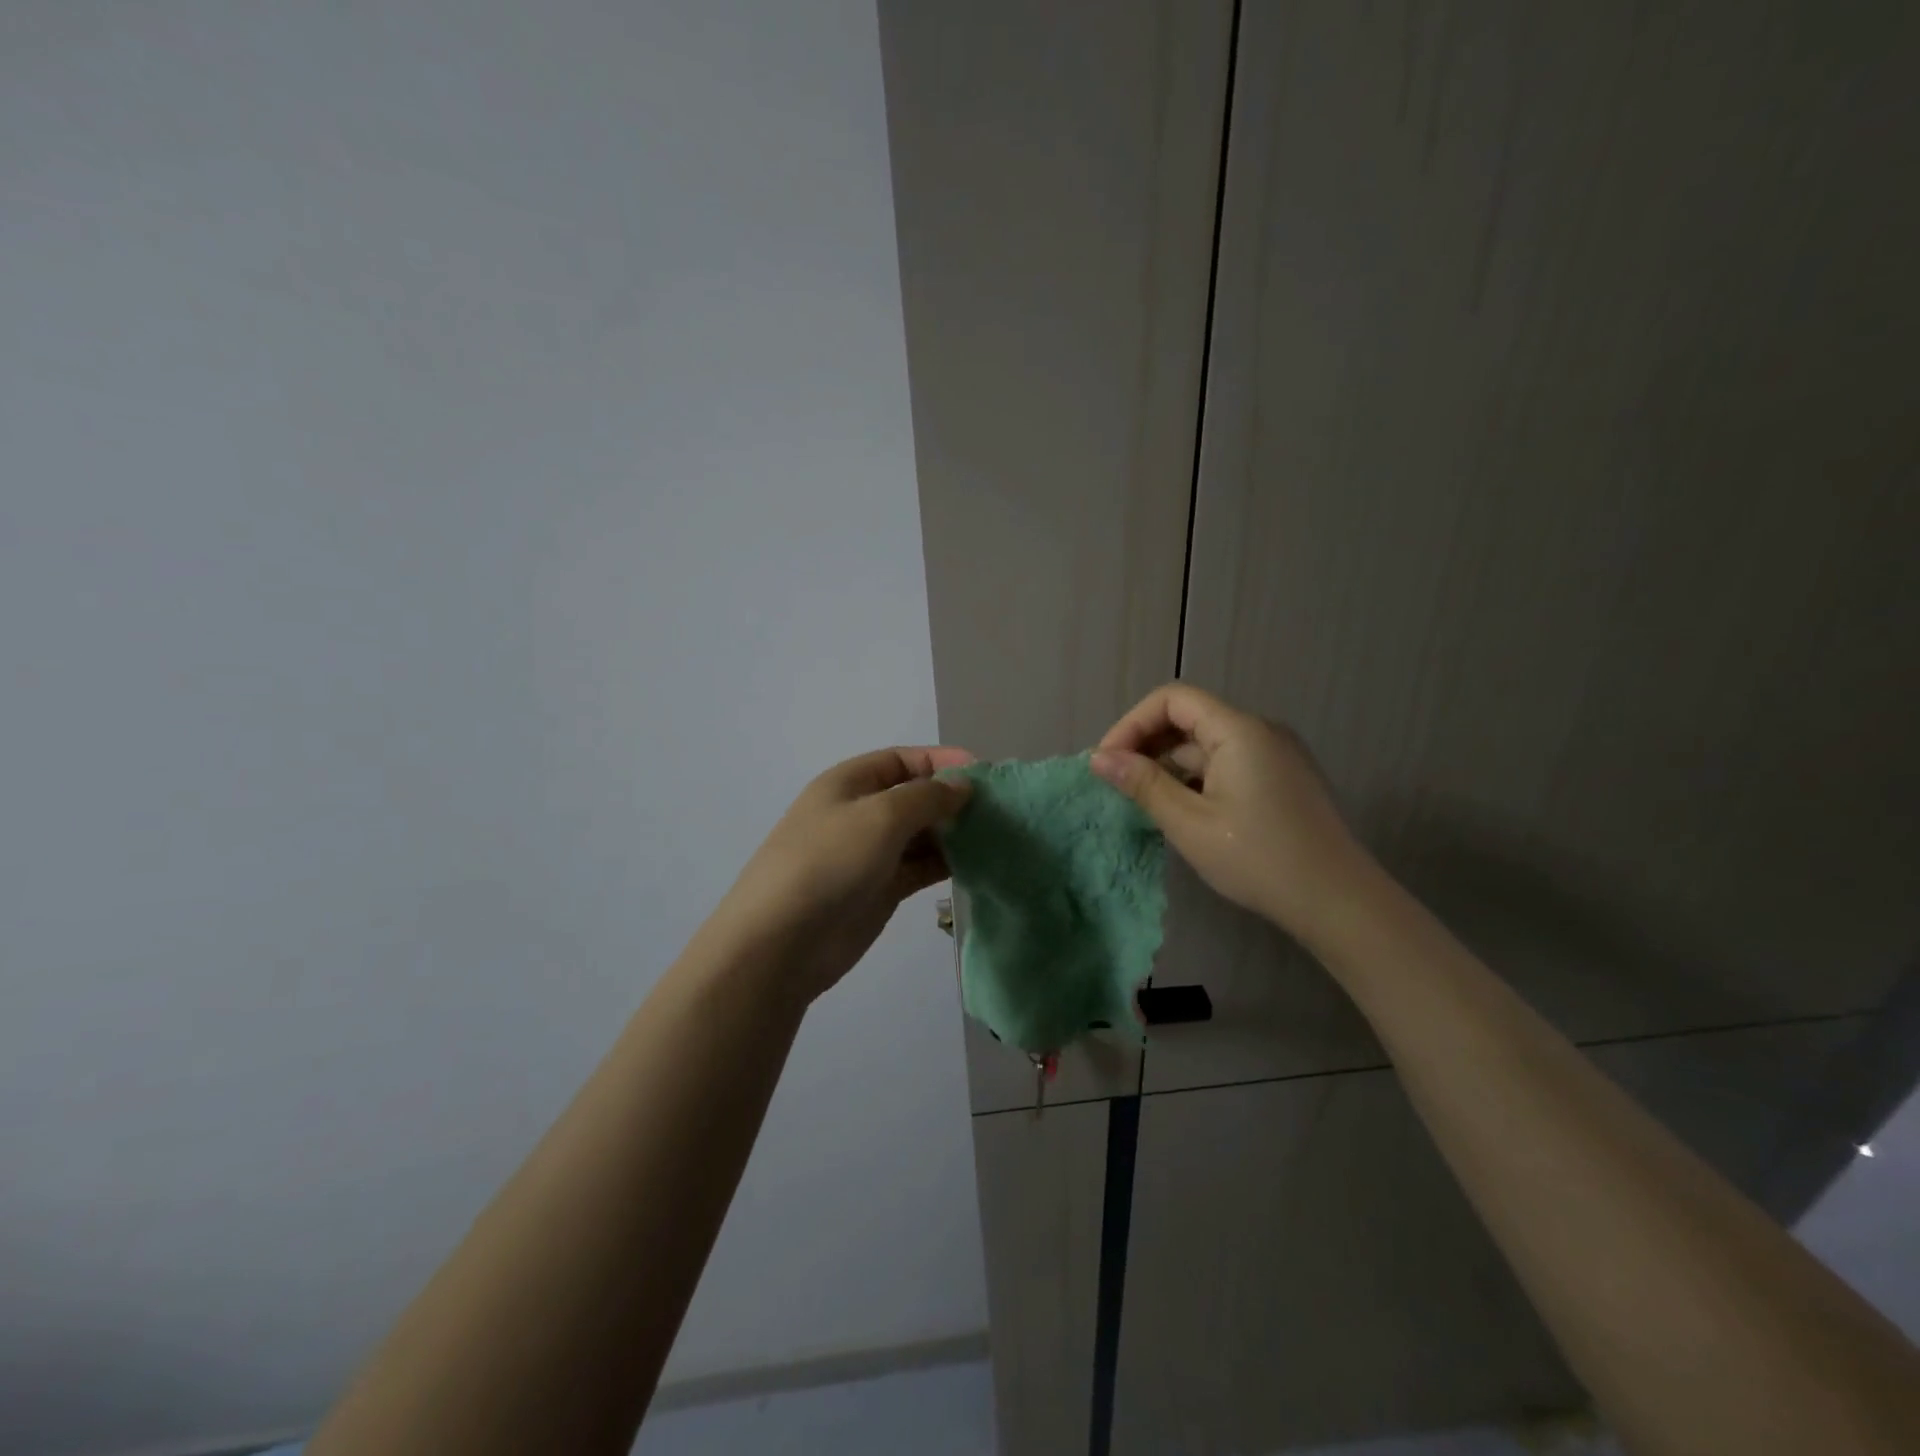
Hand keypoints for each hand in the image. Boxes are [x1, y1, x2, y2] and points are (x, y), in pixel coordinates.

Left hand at [717, 746, 973, 1003]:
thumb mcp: (880, 816)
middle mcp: (860, 813)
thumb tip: (961, 787)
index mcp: (850, 783)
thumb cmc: (829, 862)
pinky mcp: (880, 890)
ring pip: (920, 834)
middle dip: (952, 799)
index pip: (903, 759)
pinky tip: (976, 864)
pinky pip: (919, 867)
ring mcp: (869, 854)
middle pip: (914, 796)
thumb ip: (927, 796)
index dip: (942, 761)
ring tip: (995, 837)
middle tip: (999, 811)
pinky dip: (946, 863)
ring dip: (953, 833)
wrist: (781, 943)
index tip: (985, 776)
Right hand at [1092, 683, 1372, 944]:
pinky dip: (1195, 777)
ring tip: (1142, 801)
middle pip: (1189, 717)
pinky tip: (1180, 809)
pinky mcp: (1280, 778)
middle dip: (1147, 744)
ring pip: (1206, 744)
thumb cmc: (1258, 859)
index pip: (1172, 699)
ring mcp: (1274, 754)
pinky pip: (1226, 762)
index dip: (1132, 724)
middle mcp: (1259, 731)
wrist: (1338, 902)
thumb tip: (1098, 759)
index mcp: (1239, 730)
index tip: (1108, 762)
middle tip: (1117, 783)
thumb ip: (1142, 784)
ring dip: (1169, 764)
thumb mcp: (1189, 823)